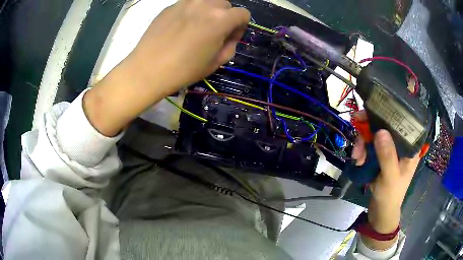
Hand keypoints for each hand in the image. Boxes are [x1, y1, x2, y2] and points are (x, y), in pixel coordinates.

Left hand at [84, 0, 249, 135]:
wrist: (148, 69)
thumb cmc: (184, 70)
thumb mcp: (215, 63)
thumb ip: (230, 46)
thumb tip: (229, 36)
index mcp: (221, 19)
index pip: (243, 14)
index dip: (240, 27)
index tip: (230, 38)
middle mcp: (205, 4)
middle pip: (225, 4)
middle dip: (225, 16)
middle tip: (214, 32)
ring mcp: (185, 3)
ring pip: (207, 0)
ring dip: (209, 11)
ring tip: (198, 26)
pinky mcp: (170, 6)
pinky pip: (188, 4)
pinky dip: (191, 12)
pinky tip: (181, 27)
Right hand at [351, 111, 419, 248]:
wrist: (381, 212)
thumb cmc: (390, 196)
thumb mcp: (390, 177)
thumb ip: (387, 156)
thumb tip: (380, 131)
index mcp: (410, 146)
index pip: (401, 121)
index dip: (387, 112)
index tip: (371, 110)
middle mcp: (400, 143)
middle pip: (385, 125)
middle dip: (369, 129)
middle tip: (357, 133)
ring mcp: (389, 149)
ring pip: (374, 134)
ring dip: (362, 142)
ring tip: (356, 157)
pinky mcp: (380, 155)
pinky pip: (369, 145)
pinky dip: (361, 150)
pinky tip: (357, 160)